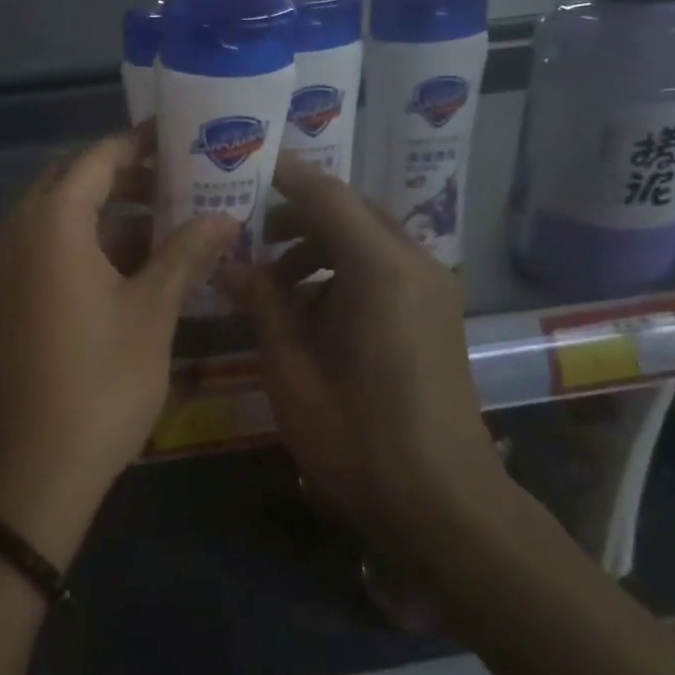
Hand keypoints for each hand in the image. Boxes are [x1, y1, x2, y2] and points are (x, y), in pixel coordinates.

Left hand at [0, 127, 236, 563]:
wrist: (32, 467)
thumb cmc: (99, 381)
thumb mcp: (152, 311)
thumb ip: (186, 253)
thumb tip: (226, 217)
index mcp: (50, 222)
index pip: (96, 158)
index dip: (139, 143)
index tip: (180, 137)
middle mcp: (17, 231)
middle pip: (73, 181)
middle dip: (127, 177)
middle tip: (181, 180)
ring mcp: (5, 266)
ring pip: (61, 217)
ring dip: (111, 214)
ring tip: (171, 221)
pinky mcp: (7, 296)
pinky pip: (49, 248)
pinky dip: (89, 244)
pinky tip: (138, 264)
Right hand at [219, 155, 506, 546]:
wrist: (443, 504)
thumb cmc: (356, 436)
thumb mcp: (291, 367)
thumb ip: (262, 302)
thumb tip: (232, 264)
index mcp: (379, 267)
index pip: (325, 195)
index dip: (281, 177)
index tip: (239, 170)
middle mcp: (414, 262)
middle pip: (349, 210)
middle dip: (296, 214)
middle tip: (247, 231)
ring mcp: (432, 288)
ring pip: (366, 238)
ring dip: (318, 245)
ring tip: (271, 279)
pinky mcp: (436, 314)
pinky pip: (383, 268)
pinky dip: (343, 270)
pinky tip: (309, 310)